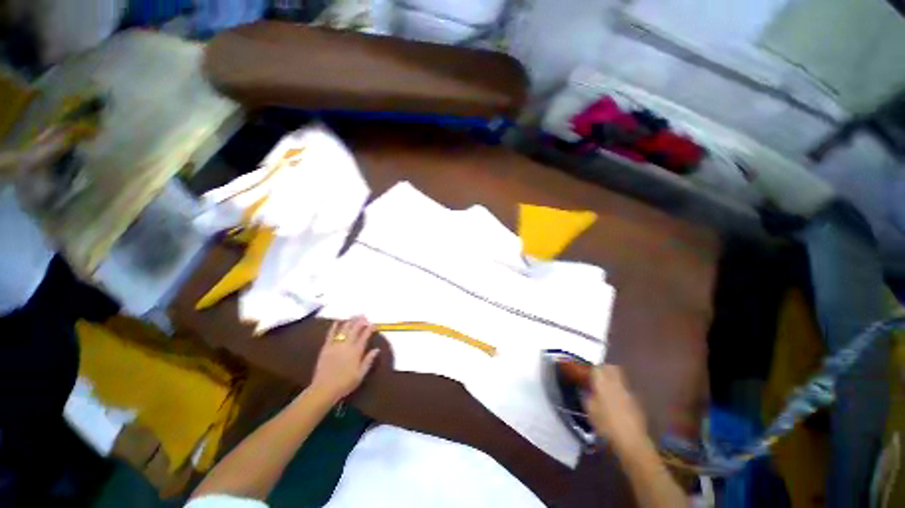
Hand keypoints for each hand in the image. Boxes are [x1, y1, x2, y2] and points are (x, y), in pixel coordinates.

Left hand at [310, 316, 379, 403]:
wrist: (323, 389)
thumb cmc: (345, 384)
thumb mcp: (360, 374)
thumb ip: (368, 360)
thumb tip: (377, 349)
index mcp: (356, 352)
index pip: (365, 336)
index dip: (369, 329)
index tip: (373, 324)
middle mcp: (347, 345)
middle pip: (355, 329)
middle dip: (360, 321)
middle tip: (364, 315)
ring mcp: (335, 345)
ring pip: (344, 329)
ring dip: (350, 321)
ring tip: (354, 315)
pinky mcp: (326, 347)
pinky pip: (331, 334)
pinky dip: (334, 326)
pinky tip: (338, 321)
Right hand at [582, 365, 647, 446]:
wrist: (632, 442)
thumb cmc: (606, 426)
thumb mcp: (590, 411)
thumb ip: (587, 396)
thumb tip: (585, 389)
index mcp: (603, 384)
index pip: (597, 368)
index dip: (592, 369)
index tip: (587, 374)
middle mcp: (616, 384)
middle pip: (611, 368)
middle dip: (604, 369)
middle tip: (597, 376)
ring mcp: (628, 392)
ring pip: (620, 377)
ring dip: (612, 379)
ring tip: (606, 389)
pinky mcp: (636, 402)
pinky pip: (625, 389)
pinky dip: (620, 391)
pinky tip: (616, 402)